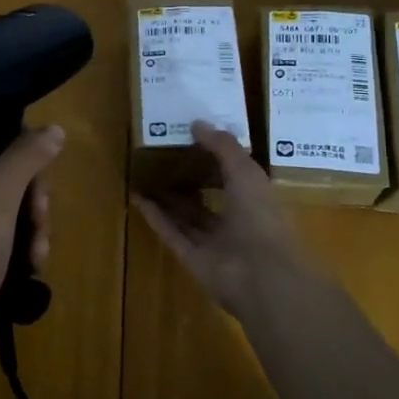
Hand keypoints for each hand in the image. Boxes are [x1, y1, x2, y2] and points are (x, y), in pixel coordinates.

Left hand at [0, 126, 63, 384]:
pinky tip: (31, 270)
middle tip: (40, 219)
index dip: (14, 149)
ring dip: (28, 229)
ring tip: (37, 255)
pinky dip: (16, 252)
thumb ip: (24, 158)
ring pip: (1, 213)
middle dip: (28, 200)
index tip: (39, 174)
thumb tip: (53, 128)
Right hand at [134, 121, 315, 321]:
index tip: (193, 139)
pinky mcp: (193, 259)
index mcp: (256, 200)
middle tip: (164, 156)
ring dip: (167, 197)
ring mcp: (214, 243)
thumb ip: (223, 147)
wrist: (260, 275)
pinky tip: (137, 197)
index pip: (234, 175)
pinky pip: (171, 233)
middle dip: (189, 179)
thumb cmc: (260, 217)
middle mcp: (236, 221)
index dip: (216, 158)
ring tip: (145, 174)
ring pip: (186, 216)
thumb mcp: (245, 171)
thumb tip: (197, 123)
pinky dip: (155, 217)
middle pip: (207, 197)